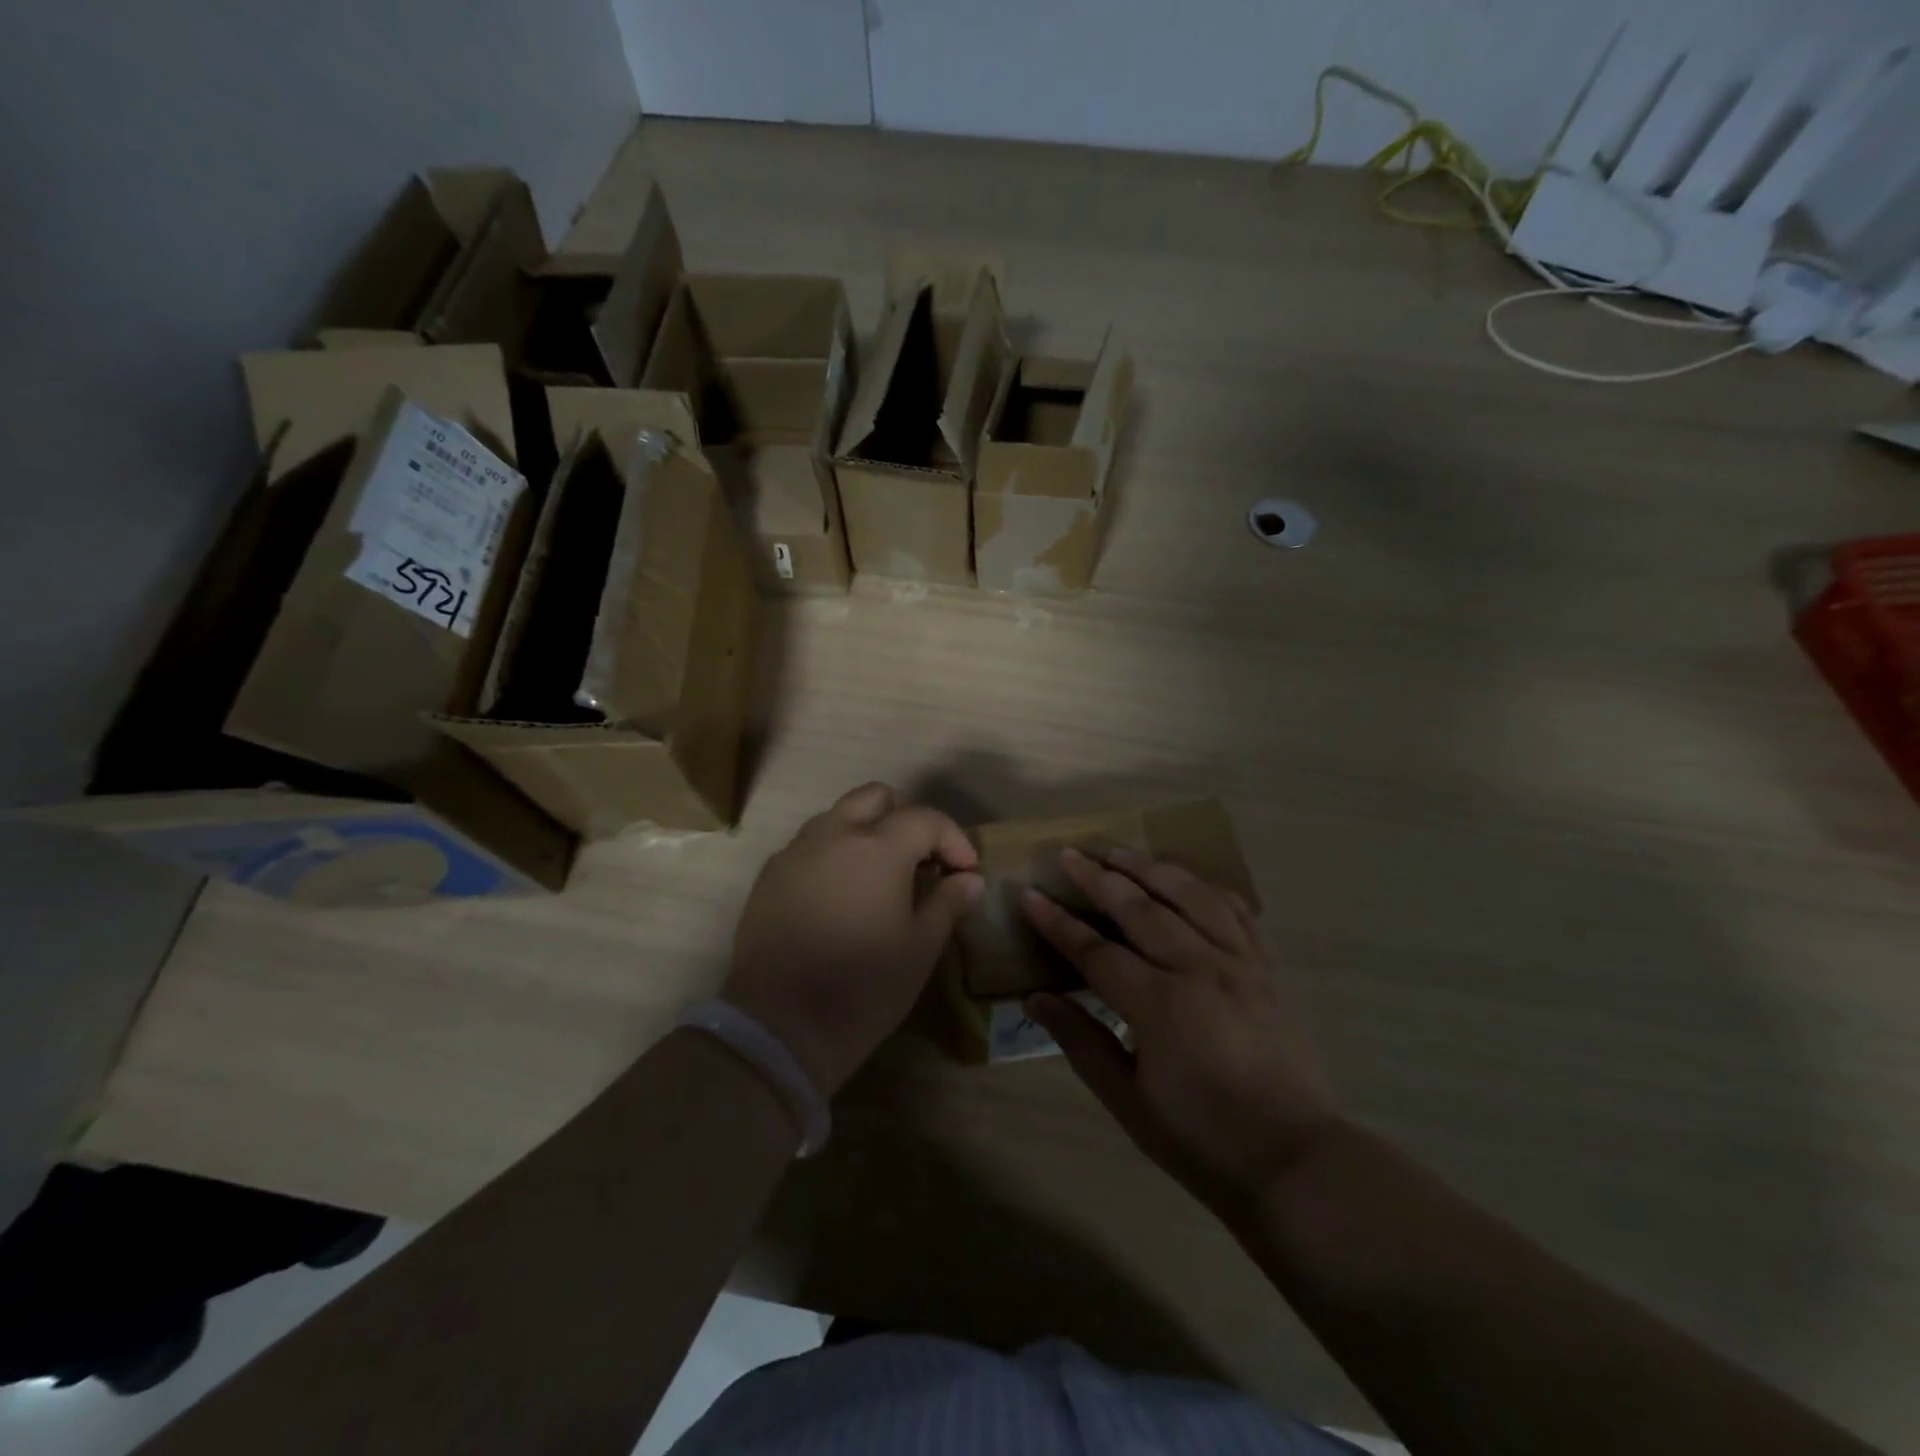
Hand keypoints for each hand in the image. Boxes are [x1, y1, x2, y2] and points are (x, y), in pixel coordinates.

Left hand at [725, 783, 982, 1096]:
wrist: (781, 1025)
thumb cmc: (864, 986)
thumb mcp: (920, 947)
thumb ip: (948, 902)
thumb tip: (968, 879)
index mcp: (877, 847)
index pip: (926, 819)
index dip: (954, 840)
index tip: (966, 871)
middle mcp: (833, 834)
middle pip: (876, 797)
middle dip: (907, 819)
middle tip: (921, 860)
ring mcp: (796, 852)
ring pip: (839, 816)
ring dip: (867, 832)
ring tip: (882, 877)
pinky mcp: (771, 875)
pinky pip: (810, 845)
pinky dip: (835, 854)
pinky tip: (842, 896)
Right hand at [1023, 848, 1340, 1213]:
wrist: (1295, 1162)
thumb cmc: (1202, 1139)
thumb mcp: (1128, 1102)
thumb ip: (1081, 1042)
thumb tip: (1036, 998)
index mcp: (1160, 1006)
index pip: (1095, 950)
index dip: (1058, 922)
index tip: (1030, 895)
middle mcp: (1200, 969)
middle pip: (1141, 908)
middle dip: (1099, 878)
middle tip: (1069, 854)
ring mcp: (1241, 963)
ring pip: (1190, 896)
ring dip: (1151, 868)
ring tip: (1121, 851)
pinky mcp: (1269, 968)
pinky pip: (1237, 911)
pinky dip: (1208, 888)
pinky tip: (1188, 880)